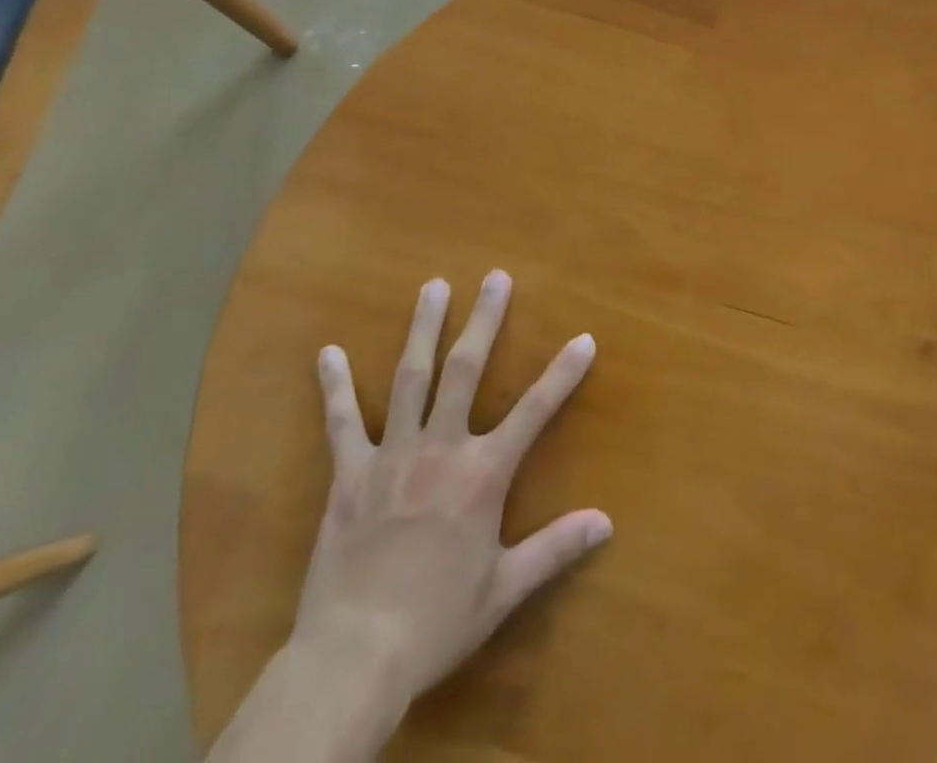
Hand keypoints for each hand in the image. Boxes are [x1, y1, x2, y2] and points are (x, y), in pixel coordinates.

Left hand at [293, 270, 611, 701]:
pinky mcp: (349, 474)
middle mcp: (440, 449)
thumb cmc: (437, 622)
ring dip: (423, 329)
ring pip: (410, 378)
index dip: (563, 374)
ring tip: (434, 287)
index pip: (535, 412)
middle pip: (465, 371)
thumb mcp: (504, 590)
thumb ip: (555, 549)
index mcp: (482, 475)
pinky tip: (329, 352)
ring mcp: (391, 455)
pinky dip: (336, 386)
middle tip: (495, 278)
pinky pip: (342, 422)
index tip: (584, 339)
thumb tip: (606, 523)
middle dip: (484, 321)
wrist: (354, 657)